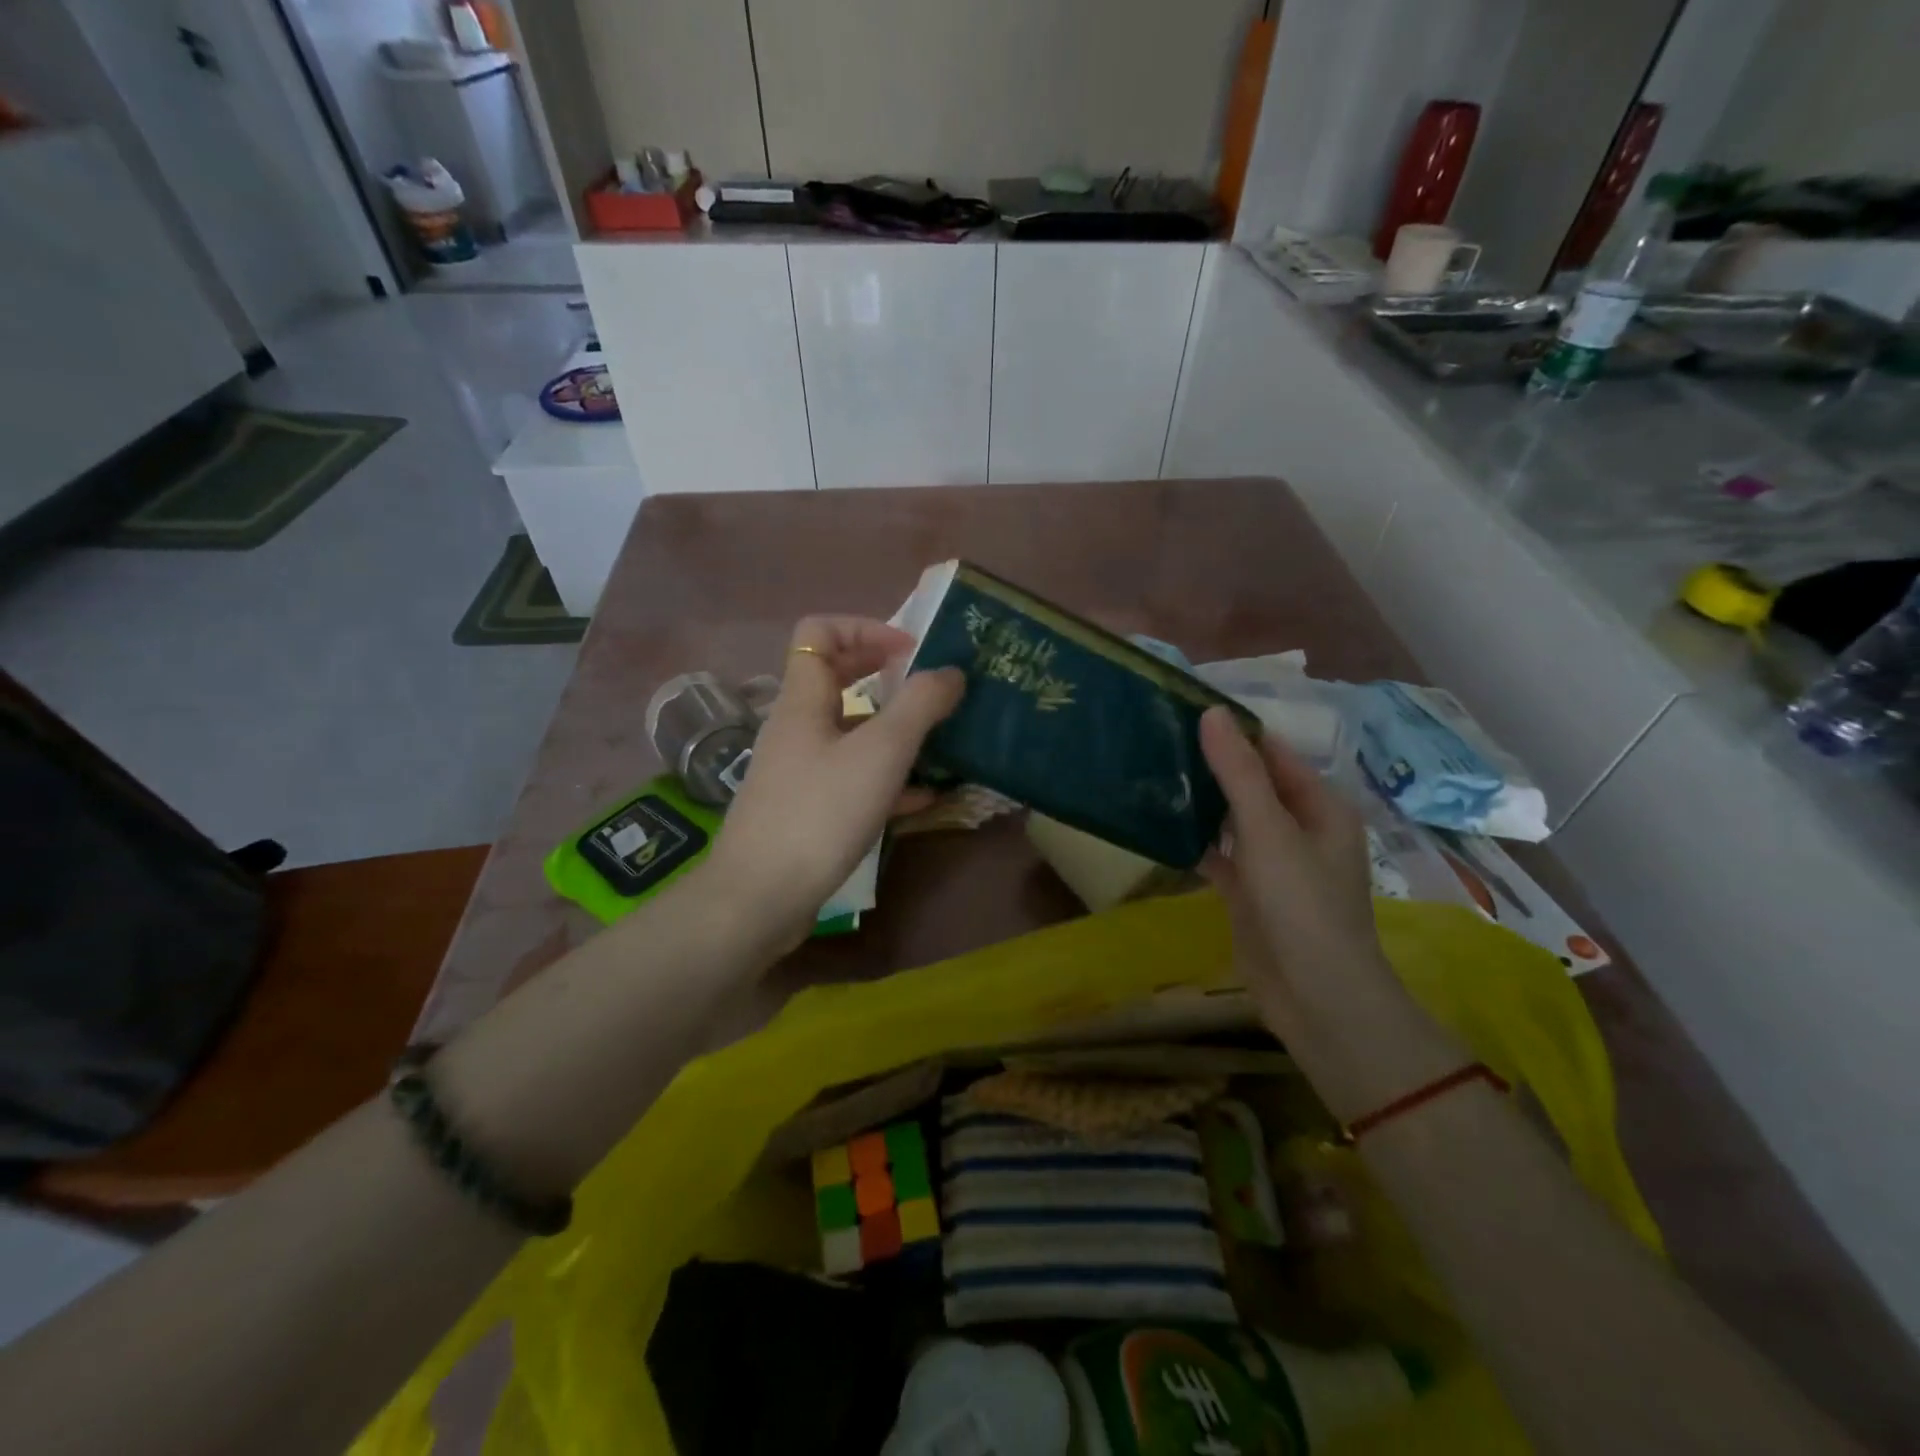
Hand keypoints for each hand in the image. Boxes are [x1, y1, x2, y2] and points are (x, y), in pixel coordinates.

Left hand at [707, 616, 963, 948]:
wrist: (761, 897)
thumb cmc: (820, 812)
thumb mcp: (881, 753)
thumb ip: (920, 706)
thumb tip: (951, 671)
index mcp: (804, 699)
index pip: (820, 631)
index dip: (866, 628)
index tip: (911, 651)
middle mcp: (797, 727)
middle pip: (837, 678)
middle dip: (886, 675)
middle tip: (931, 687)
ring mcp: (799, 770)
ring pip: (849, 731)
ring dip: (893, 729)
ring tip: (939, 740)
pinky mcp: (808, 808)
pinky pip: (852, 777)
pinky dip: (886, 776)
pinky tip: (923, 797)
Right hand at [1198, 707, 1462, 1121]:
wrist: (1315, 995)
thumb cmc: (1301, 904)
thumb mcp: (1268, 831)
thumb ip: (1239, 772)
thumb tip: (1212, 713)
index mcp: (1320, 805)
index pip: (1273, 753)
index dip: (1233, 732)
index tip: (1182, 713)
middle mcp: (1300, 828)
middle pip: (1251, 784)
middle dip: (1211, 765)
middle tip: (1157, 741)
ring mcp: (1274, 862)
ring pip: (1232, 819)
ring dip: (1201, 802)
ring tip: (1151, 774)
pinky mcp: (1250, 892)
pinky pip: (1219, 854)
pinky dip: (1195, 841)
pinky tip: (1158, 827)